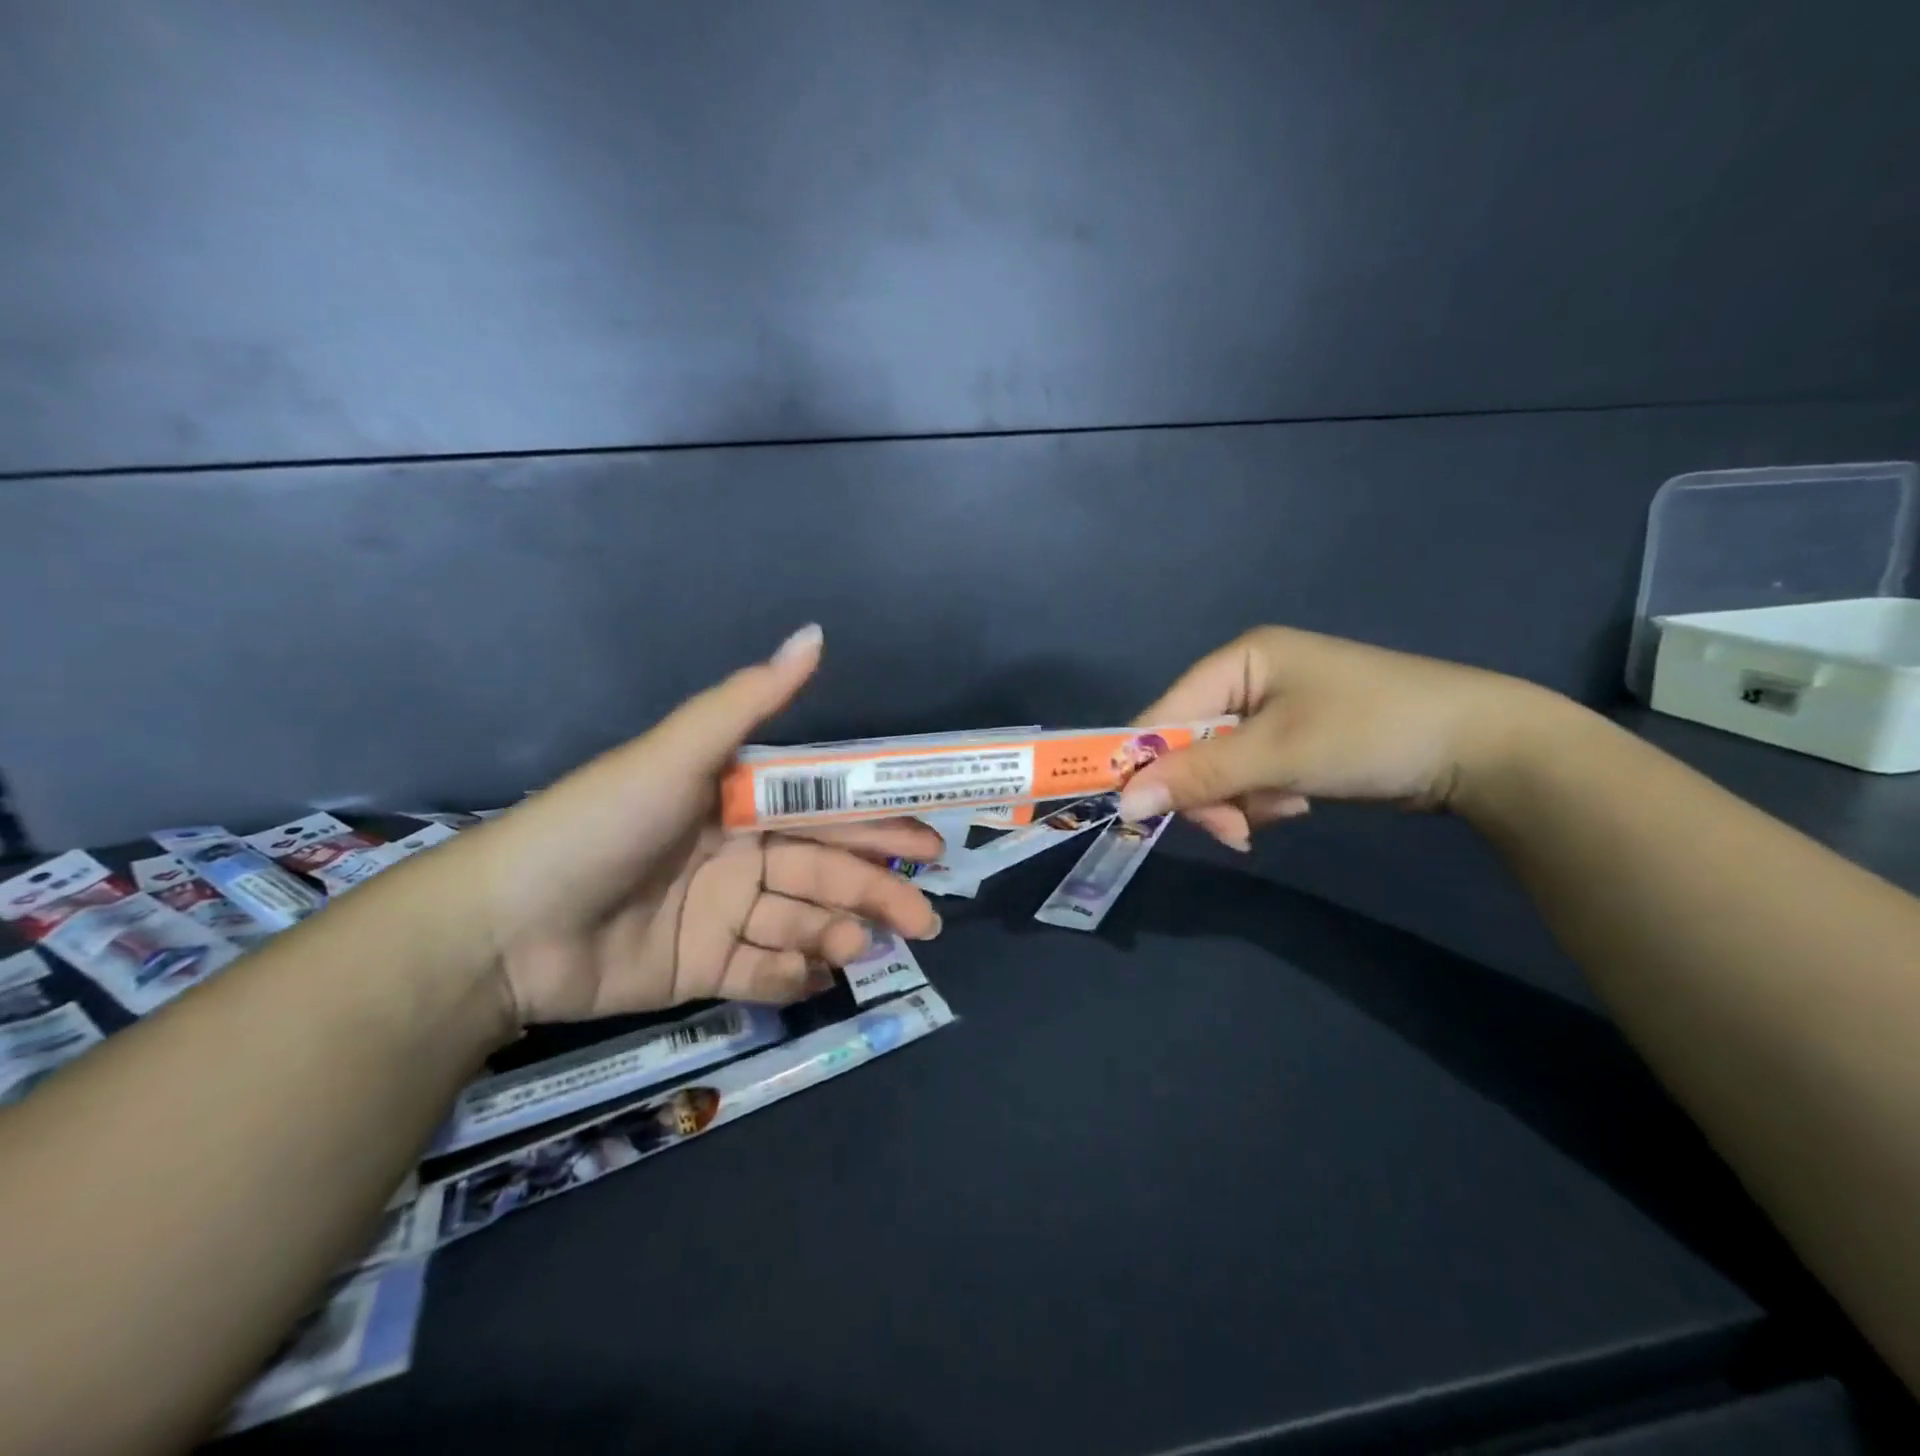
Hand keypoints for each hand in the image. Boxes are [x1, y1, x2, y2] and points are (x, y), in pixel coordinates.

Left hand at [468, 626, 941, 1021]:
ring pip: (802, 922)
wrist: (505, 928)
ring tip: (861, 947)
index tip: (928, 845)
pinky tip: (815, 975)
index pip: (827, 812)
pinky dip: (792, 975)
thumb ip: (749, 701)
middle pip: (824, 871)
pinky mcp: (702, 967)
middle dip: (877, 890)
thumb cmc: (602, 825)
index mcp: (739, 803)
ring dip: (840, 932)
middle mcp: (739, 854)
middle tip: (925, 918)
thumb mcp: (677, 755)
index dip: (879, 826)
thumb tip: (816, 633)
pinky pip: (763, 971)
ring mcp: (722, 914)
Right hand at [1119, 626, 1552, 848]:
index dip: (1147, 762)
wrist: (1483, 749)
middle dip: (1207, 791)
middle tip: (1231, 830)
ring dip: (1238, 800)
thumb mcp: (1277, 753)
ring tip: (1279, 815)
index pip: (1164, 714)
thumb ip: (1198, 776)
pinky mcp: (1297, 740)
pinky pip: (1252, 775)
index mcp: (1239, 660)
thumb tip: (1124, 803)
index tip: (1142, 814)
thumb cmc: (1370, 732)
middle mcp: (1250, 679)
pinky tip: (1296, 808)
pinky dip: (1264, 799)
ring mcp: (1275, 711)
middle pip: (1191, 744)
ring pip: (1220, 767)